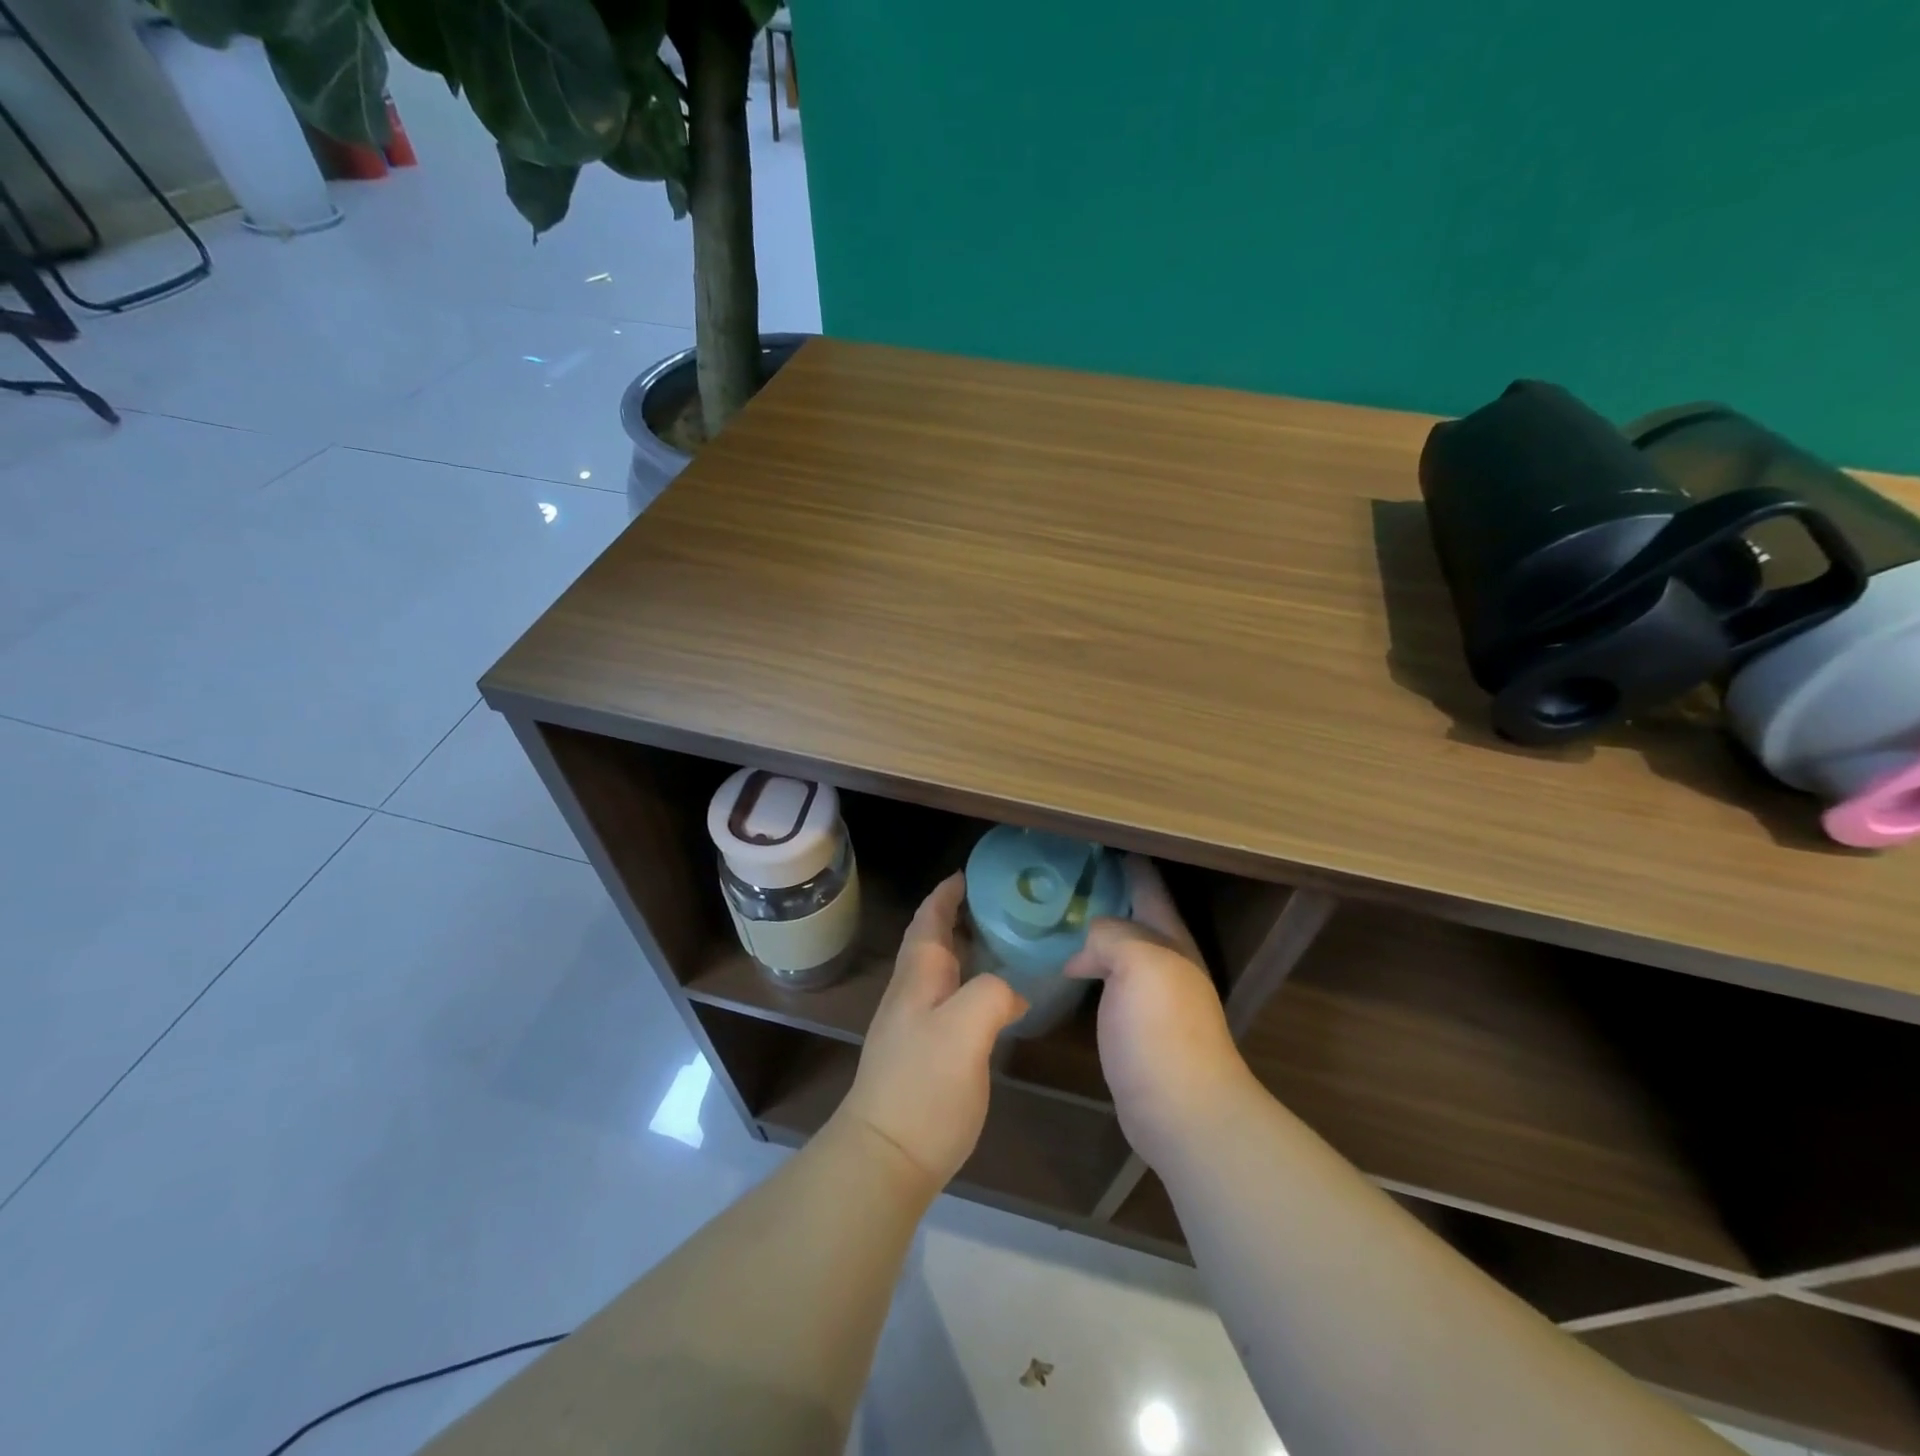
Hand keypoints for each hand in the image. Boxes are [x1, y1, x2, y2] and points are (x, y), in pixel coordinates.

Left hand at [833, 873, 1027, 1198]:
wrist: (885, 1156)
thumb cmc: (924, 1085)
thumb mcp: (966, 1029)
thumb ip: (991, 994)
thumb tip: (1010, 991)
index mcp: (918, 977)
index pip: (928, 921)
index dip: (945, 895)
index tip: (968, 875)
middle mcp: (910, 994)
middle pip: (930, 942)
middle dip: (954, 917)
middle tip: (995, 906)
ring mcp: (912, 1026)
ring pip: (938, 972)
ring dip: (962, 950)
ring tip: (1000, 945)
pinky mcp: (921, 1055)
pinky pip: (947, 1001)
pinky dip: (968, 986)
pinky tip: (992, 1002)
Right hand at [1064, 856, 1258, 1169]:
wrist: (1181, 1111)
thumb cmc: (1163, 1031)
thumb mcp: (1140, 965)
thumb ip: (1112, 936)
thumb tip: (1088, 941)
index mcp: (1170, 938)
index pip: (1147, 885)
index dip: (1124, 860)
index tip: (1091, 840)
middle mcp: (1164, 959)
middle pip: (1132, 912)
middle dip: (1103, 889)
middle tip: (1060, 873)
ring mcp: (1150, 994)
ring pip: (1117, 945)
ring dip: (1092, 928)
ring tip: (1053, 913)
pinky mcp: (1133, 1023)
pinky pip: (1106, 977)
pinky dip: (1087, 962)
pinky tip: (1063, 965)